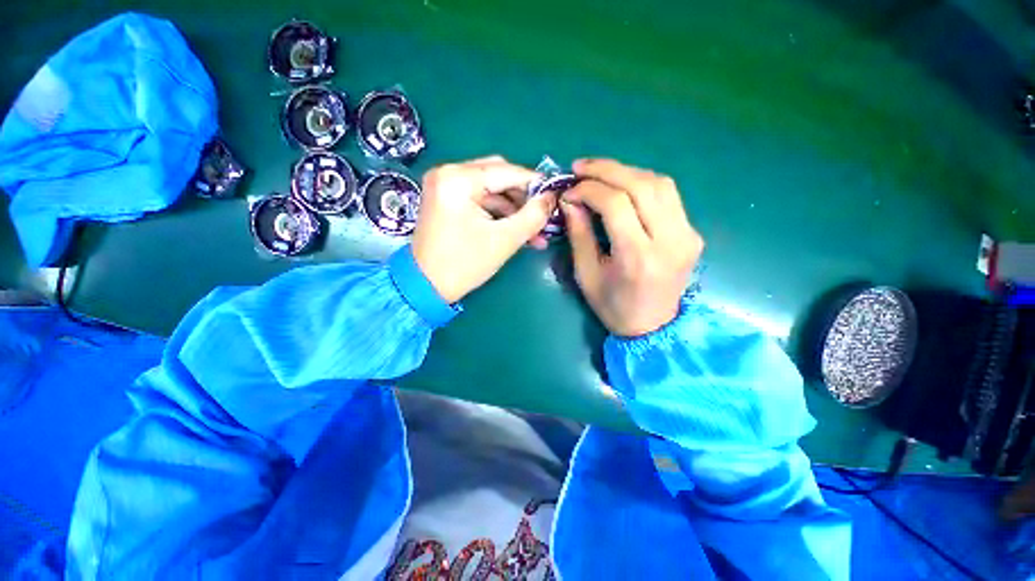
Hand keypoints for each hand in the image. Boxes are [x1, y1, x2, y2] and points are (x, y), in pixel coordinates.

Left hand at [412, 156, 556, 302]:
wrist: (426, 287)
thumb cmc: (464, 264)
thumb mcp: (504, 240)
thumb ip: (533, 216)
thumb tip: (551, 197)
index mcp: (458, 179)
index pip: (507, 172)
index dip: (535, 183)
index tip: (556, 195)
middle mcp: (448, 173)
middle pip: (499, 176)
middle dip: (524, 198)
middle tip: (543, 216)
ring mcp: (445, 187)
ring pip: (491, 190)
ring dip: (514, 209)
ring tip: (535, 231)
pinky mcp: (446, 201)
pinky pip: (480, 200)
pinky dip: (499, 214)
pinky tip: (517, 230)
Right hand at [561, 159, 703, 336]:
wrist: (653, 326)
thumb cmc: (613, 306)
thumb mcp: (586, 275)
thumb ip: (579, 234)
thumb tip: (570, 200)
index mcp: (638, 258)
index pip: (616, 204)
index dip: (590, 189)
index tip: (569, 190)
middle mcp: (669, 241)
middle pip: (641, 185)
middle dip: (607, 170)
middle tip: (580, 167)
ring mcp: (686, 235)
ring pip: (659, 183)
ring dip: (626, 172)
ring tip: (599, 173)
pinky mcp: (692, 233)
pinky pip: (668, 195)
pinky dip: (642, 183)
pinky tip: (622, 186)